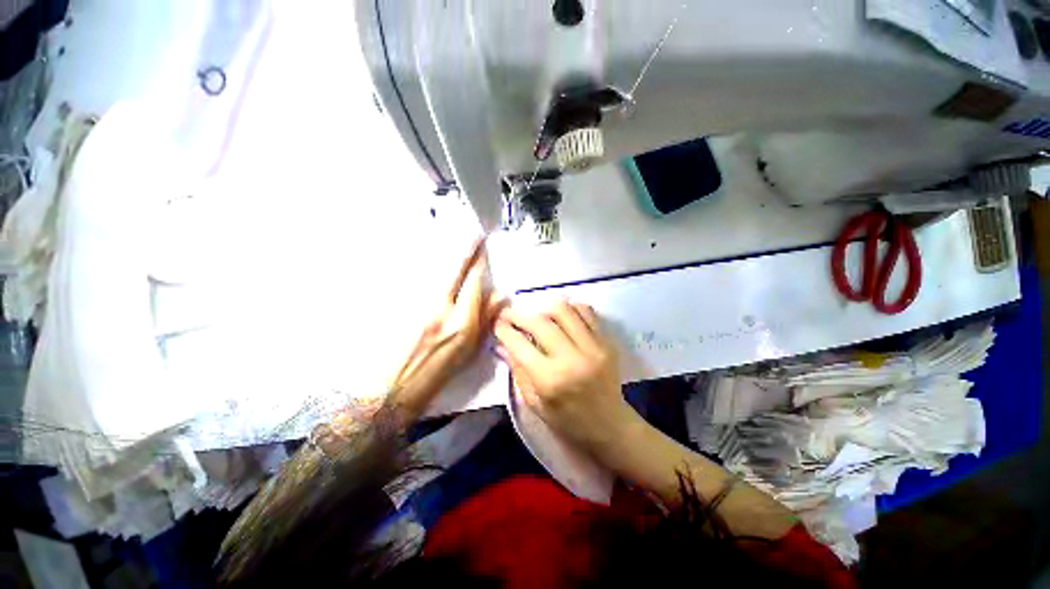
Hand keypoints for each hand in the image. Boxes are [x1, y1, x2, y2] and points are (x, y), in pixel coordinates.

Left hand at [390, 239, 501, 418]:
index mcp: (461, 324)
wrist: (389, 390)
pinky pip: (417, 278)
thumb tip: (500, 295)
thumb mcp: (468, 353)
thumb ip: (485, 321)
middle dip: (465, 249)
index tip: (482, 246)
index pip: (474, 282)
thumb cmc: (436, 375)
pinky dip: (428, 267)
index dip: (478, 262)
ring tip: (454, 241)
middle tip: (473, 234)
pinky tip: (430, 261)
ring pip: (434, 270)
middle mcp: (440, 308)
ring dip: (446, 254)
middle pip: (454, 269)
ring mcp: (415, 304)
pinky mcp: (397, 304)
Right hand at [494, 300, 637, 458]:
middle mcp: (571, 358)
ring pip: (564, 309)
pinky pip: (586, 311)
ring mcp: (593, 347)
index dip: (504, 330)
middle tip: (509, 314)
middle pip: (540, 321)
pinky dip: (569, 307)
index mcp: (550, 380)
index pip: (520, 344)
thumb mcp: (535, 404)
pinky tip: (560, 315)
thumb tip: (502, 344)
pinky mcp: (606, 341)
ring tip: (536, 314)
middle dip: (519, 314)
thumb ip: (518, 371)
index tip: (497, 323)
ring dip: (543, 307)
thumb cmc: (567, 421)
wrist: (610, 426)